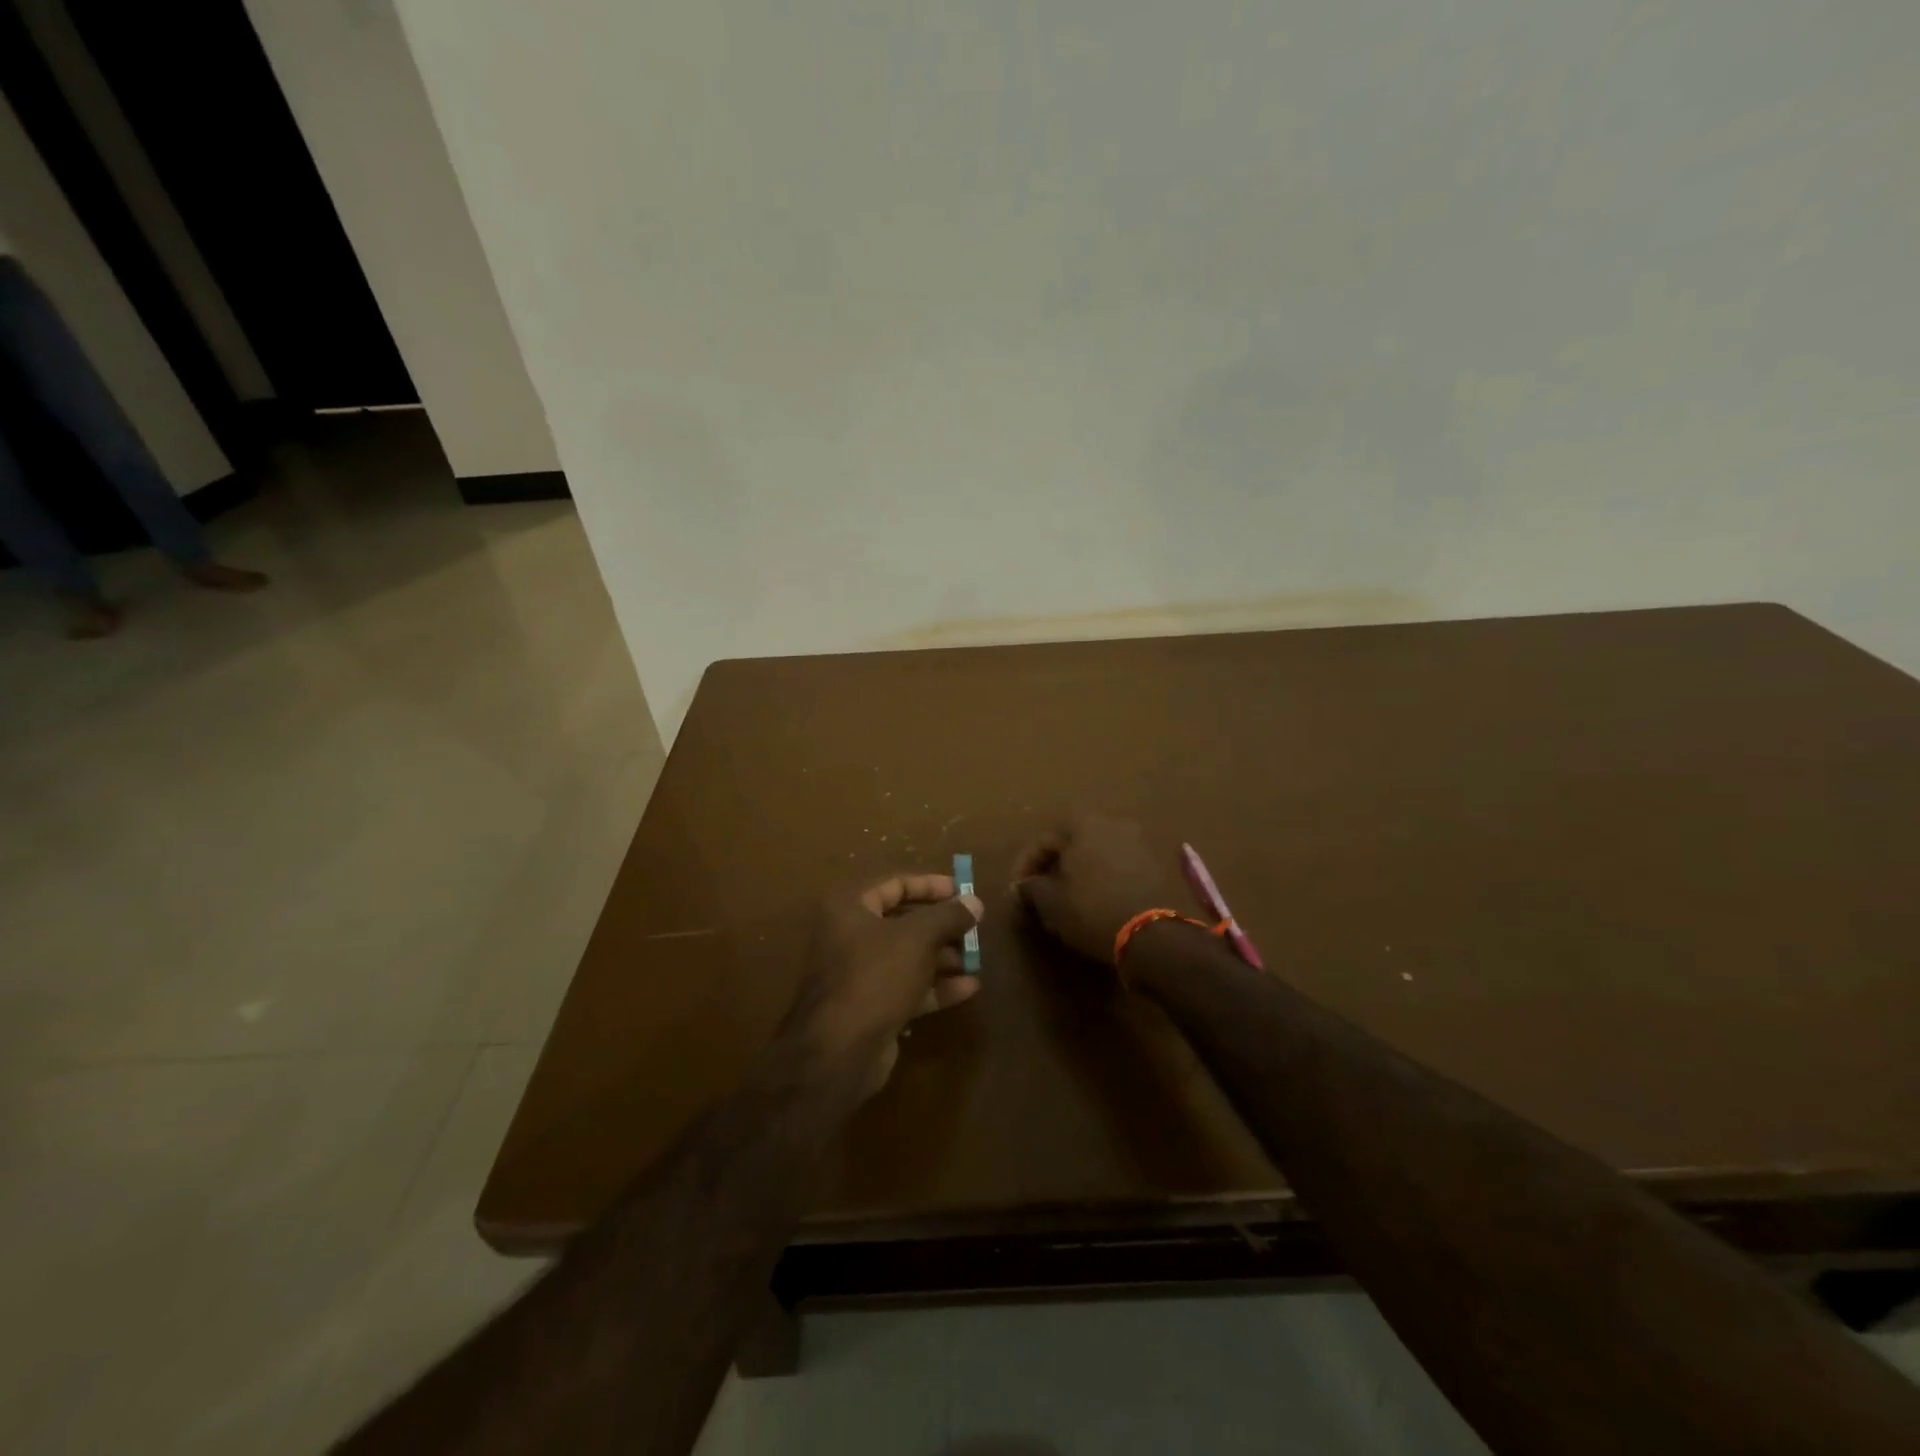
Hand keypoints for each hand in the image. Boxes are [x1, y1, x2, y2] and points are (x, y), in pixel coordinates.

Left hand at [787, 873, 983, 1098]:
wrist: (840, 1051)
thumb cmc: (876, 976)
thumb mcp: (918, 937)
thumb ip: (948, 915)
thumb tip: (975, 902)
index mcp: (850, 907)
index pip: (895, 884)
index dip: (931, 885)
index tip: (964, 891)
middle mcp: (850, 935)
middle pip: (903, 921)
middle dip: (942, 926)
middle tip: (974, 928)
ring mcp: (859, 973)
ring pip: (908, 956)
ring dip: (943, 957)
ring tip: (976, 959)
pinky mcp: (871, 1007)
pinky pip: (908, 987)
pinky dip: (936, 985)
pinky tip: (970, 988)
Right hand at [1013, 814, 1185, 965]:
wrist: (1152, 934)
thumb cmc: (1091, 909)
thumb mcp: (1050, 901)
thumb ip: (1030, 888)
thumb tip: (1021, 887)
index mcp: (1083, 823)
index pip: (1043, 841)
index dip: (1024, 867)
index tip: (1016, 892)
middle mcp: (1112, 823)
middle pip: (1071, 843)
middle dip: (1053, 867)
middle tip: (1039, 893)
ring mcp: (1138, 841)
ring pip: (1095, 854)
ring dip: (1078, 872)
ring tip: (1065, 899)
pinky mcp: (1155, 864)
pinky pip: (1116, 866)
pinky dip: (1101, 879)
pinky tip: (1094, 900)